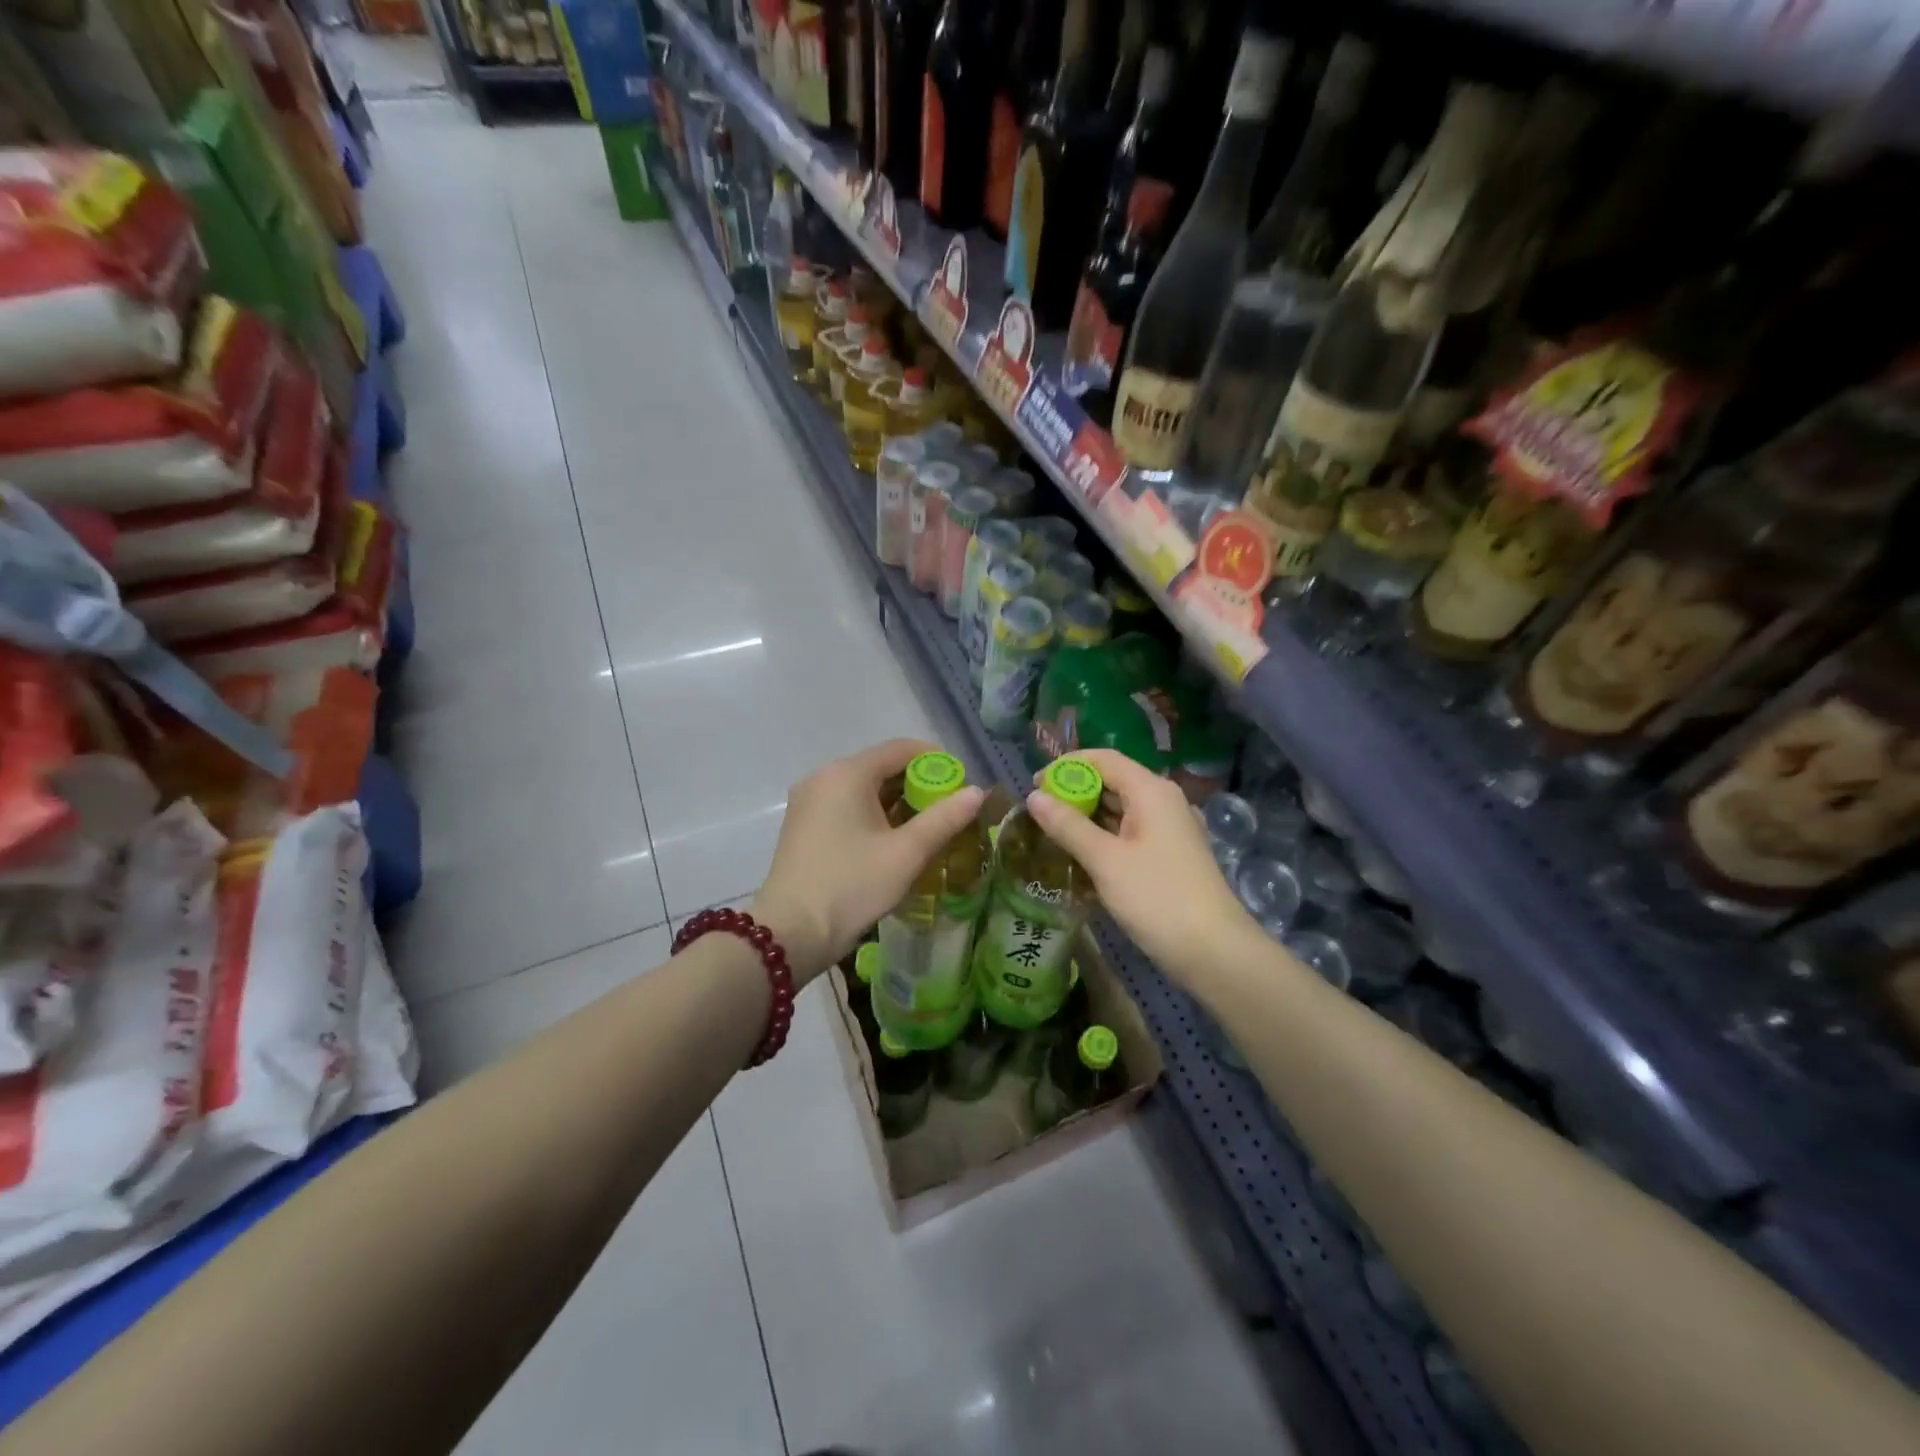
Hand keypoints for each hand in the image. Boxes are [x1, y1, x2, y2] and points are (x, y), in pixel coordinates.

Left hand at [753, 739, 986, 984]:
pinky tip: (891, 840)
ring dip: (896, 802)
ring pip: (862, 788)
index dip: (936, 761)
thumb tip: (977, 791)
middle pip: (880, 767)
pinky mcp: (801, 824)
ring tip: (926, 828)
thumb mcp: (906, 853)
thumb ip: (944, 818)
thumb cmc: (852, 886)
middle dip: (917, 784)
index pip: (901, 749)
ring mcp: (808, 801)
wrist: (790, 933)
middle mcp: (823, 777)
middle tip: (949, 810)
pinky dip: (872, 814)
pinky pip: (845, 805)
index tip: (961, 784)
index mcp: (847, 773)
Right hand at [1026, 749, 1261, 992]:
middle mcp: (1163, 802)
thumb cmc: (1157, 897)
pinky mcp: (1169, 855)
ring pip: (1120, 810)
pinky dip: (1104, 837)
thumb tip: (1034, 797)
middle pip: (1113, 782)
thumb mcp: (1105, 860)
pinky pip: (1130, 833)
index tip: (1035, 784)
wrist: (1214, 951)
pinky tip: (1081, 856)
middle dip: (1074, 793)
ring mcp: (1169, 829)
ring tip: (1052, 833)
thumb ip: (1068, 826)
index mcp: (1151, 791)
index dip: (1067, 766)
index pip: (1104, 759)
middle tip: (1039, 814)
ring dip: (1087, 817)